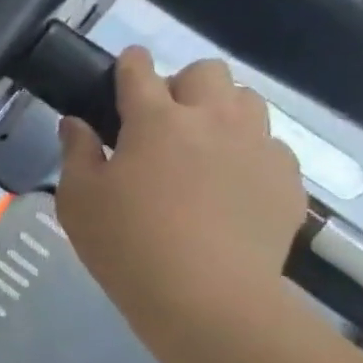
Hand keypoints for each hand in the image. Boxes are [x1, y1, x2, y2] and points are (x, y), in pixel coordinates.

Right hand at [55, 48, 304, 328]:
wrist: (207, 297)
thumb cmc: (126, 245)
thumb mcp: (78, 200)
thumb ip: (76, 152)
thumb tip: (76, 123)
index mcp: (155, 120)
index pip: (139, 69)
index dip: (128, 65)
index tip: (123, 73)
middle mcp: (212, 119)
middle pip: (206, 72)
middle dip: (182, 85)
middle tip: (162, 123)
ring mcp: (257, 146)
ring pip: (246, 101)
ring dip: (220, 112)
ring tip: (202, 149)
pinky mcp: (286, 179)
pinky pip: (269, 146)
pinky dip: (246, 154)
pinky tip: (229, 189)